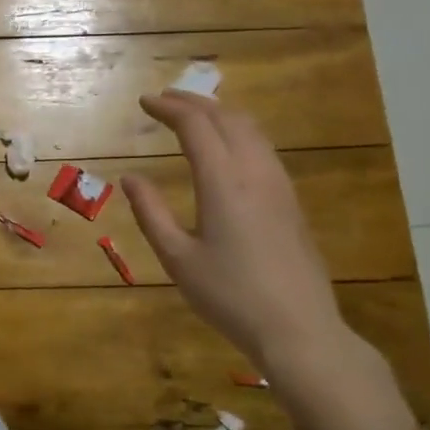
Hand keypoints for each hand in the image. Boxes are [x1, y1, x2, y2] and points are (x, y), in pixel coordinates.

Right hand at [121, 91, 344, 368]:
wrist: (299, 329)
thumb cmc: (229, 296)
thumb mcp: (178, 258)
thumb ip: (151, 213)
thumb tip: (130, 177)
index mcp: (223, 182)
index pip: (196, 126)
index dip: (168, 108)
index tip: (144, 101)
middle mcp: (255, 172)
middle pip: (227, 118)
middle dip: (193, 102)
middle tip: (164, 100)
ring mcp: (279, 185)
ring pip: (251, 130)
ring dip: (219, 113)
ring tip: (194, 114)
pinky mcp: (291, 201)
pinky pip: (263, 148)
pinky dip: (238, 131)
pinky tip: (228, 148)